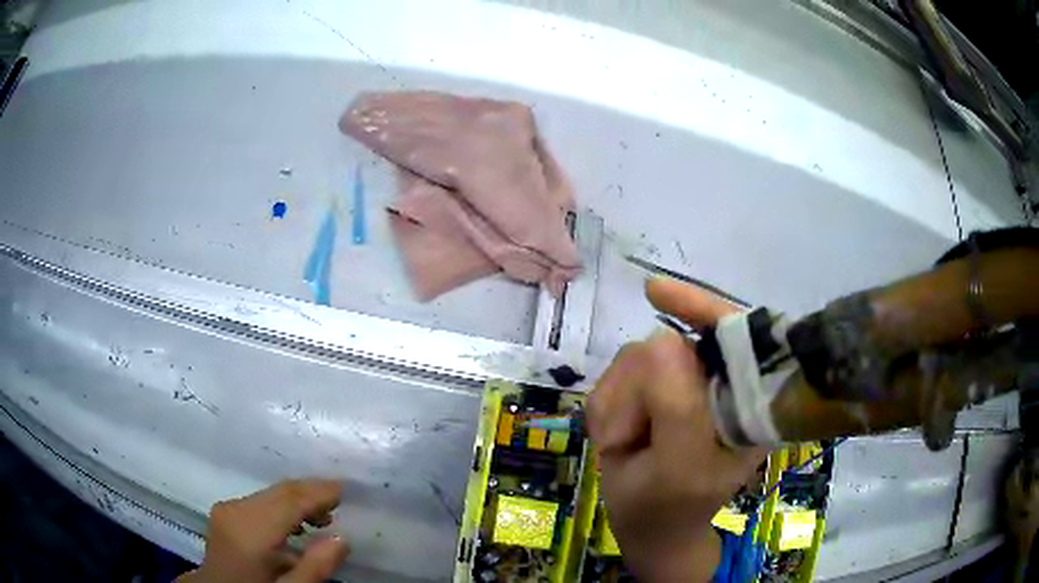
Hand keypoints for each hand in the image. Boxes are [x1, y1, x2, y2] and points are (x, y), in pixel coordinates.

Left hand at [179, 479, 349, 582]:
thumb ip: (315, 568)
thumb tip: (342, 538)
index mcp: (251, 530)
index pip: (290, 500)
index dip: (320, 492)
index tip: (347, 489)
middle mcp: (236, 509)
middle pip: (280, 491)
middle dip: (312, 491)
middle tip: (341, 499)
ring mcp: (228, 508)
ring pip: (270, 494)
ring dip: (298, 499)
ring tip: (324, 517)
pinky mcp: (226, 512)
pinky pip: (260, 501)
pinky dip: (283, 506)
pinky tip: (297, 524)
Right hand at [587, 278, 767, 582]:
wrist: (646, 527)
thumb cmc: (669, 507)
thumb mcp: (679, 469)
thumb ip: (679, 408)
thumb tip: (663, 338)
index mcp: (746, 400)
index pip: (733, 335)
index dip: (700, 308)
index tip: (653, 293)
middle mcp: (718, 384)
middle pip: (669, 346)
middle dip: (638, 390)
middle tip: (632, 438)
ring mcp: (684, 386)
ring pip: (636, 359)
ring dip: (619, 404)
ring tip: (624, 444)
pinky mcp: (653, 391)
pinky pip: (615, 376)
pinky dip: (606, 409)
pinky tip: (616, 438)